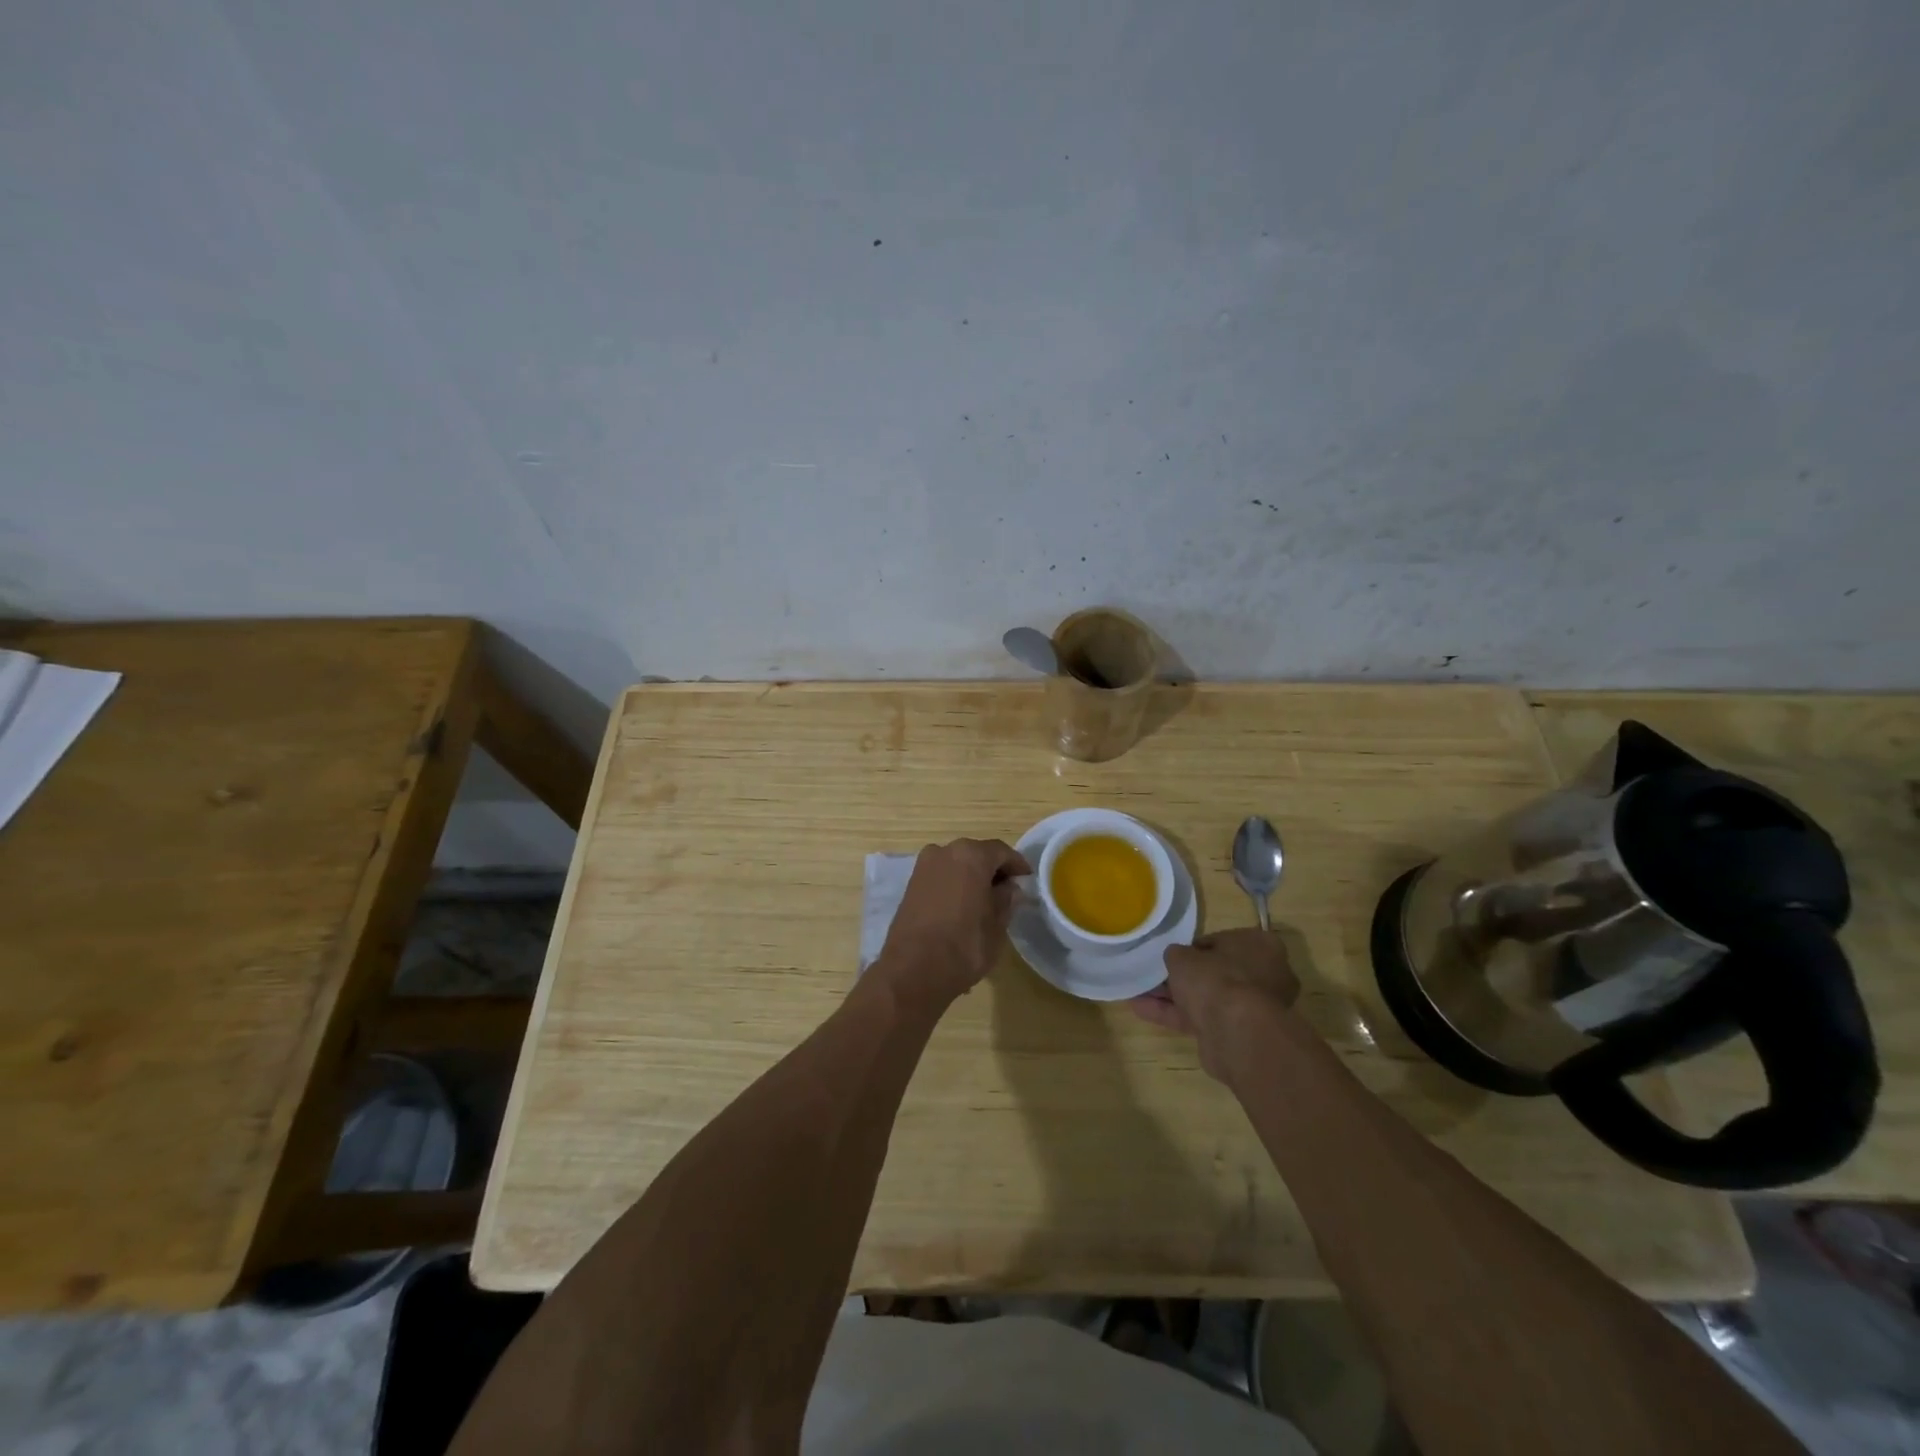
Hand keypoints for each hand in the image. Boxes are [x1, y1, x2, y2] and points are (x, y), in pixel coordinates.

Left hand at [875, 838, 1031, 1008]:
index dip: (1017, 865)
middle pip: (976, 854)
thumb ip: (1006, 899)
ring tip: (984, 900)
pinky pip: (940, 876)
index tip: (1026, 879)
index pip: (1001, 852)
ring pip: (956, 864)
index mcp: (971, 855)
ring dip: (971, 876)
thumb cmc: (964, 945)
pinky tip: (962, 906)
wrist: (913, 970)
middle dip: (992, 869)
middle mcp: (945, 851)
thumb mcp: (997, 925)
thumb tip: (1009, 888)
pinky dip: (954, 884)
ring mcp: (924, 866)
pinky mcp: (910, 884)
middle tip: (1007, 890)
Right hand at [1129, 928, 1300, 1080]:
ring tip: (1139, 993)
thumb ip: (1177, 954)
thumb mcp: (1184, 956)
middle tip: (1154, 975)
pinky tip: (1142, 1010)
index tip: (1173, 954)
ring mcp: (1253, 1007)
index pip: (1221, 941)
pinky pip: (1203, 1019)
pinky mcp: (1239, 1033)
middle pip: (1215, 972)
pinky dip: (1176, 1015)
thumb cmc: (1216, 980)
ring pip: (1208, 998)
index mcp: (1260, 946)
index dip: (1193, 948)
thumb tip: (1176, 958)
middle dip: (1183, 976)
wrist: (1236, 1033)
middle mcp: (1264, 975)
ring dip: (1174, 997)